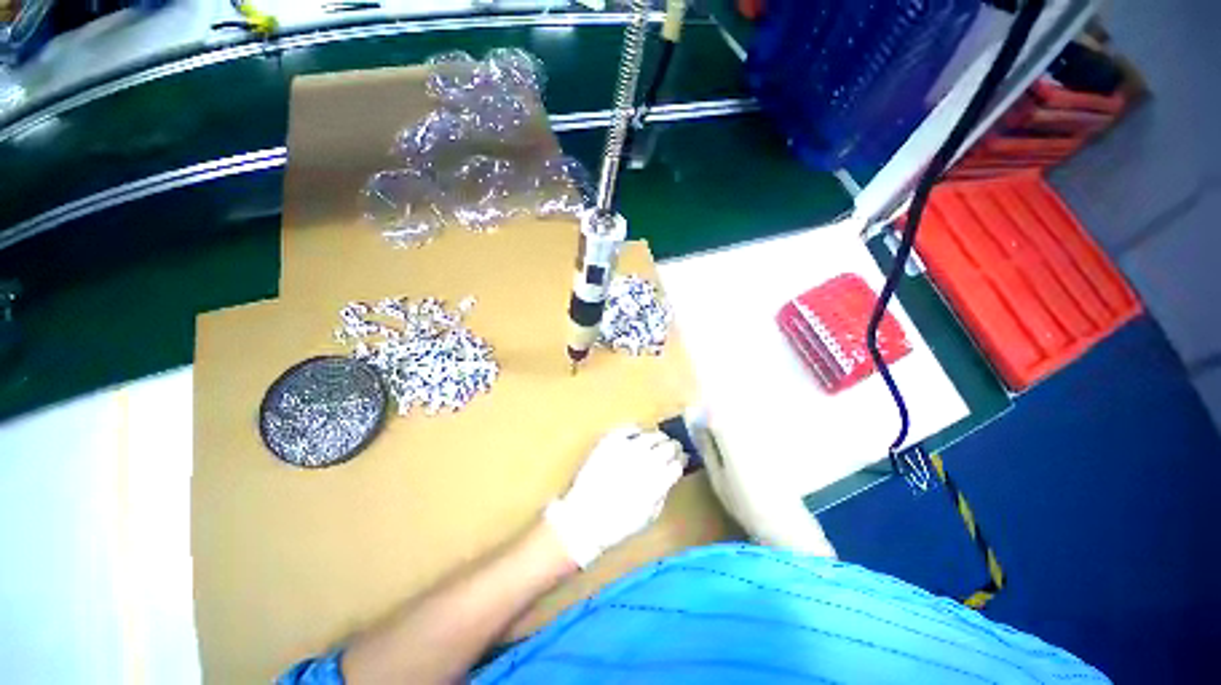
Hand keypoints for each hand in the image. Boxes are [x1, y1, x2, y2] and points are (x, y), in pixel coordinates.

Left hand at [544, 425, 685, 567]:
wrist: (584, 517)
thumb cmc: (618, 524)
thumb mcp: (649, 516)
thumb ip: (663, 492)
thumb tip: (670, 476)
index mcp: (657, 481)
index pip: (677, 463)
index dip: (681, 460)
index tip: (681, 459)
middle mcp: (645, 461)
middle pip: (668, 446)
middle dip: (673, 447)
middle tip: (673, 448)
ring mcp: (626, 449)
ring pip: (651, 435)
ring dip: (658, 437)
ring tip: (658, 439)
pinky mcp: (610, 442)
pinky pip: (628, 429)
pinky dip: (636, 430)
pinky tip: (638, 434)